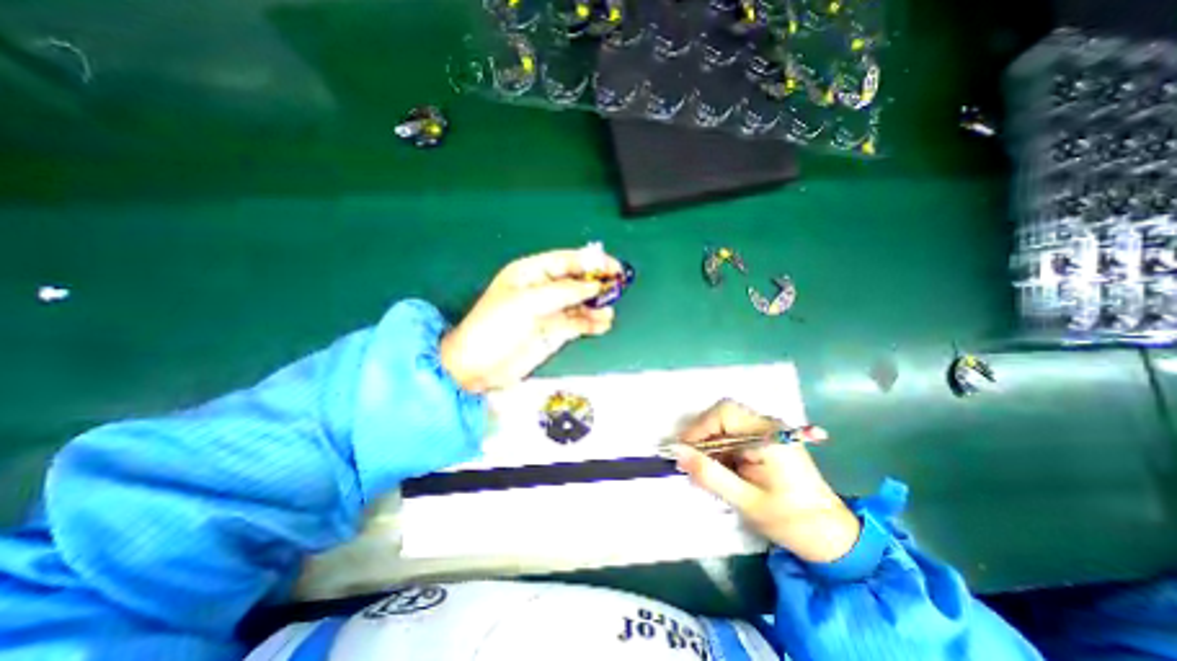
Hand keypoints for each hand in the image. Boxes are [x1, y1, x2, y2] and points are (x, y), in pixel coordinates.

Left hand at [440, 244, 617, 391]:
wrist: (479, 365)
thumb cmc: (496, 326)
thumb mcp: (527, 302)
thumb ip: (564, 292)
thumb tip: (595, 287)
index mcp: (531, 273)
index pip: (567, 261)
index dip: (591, 262)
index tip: (614, 267)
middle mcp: (544, 289)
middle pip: (577, 281)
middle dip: (597, 283)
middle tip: (618, 287)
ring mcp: (551, 311)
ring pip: (581, 303)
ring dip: (597, 306)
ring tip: (608, 312)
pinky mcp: (555, 332)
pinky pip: (579, 323)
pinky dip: (592, 323)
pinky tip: (603, 325)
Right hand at [677, 399, 861, 562]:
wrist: (832, 536)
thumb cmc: (790, 521)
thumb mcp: (745, 501)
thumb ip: (709, 474)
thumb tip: (676, 452)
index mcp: (769, 436)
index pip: (724, 413)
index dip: (698, 428)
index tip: (683, 452)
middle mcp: (770, 425)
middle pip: (724, 414)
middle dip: (704, 435)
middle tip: (693, 461)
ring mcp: (771, 430)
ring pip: (727, 422)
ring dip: (712, 442)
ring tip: (708, 470)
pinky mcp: (769, 439)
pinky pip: (736, 432)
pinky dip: (723, 447)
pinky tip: (724, 468)